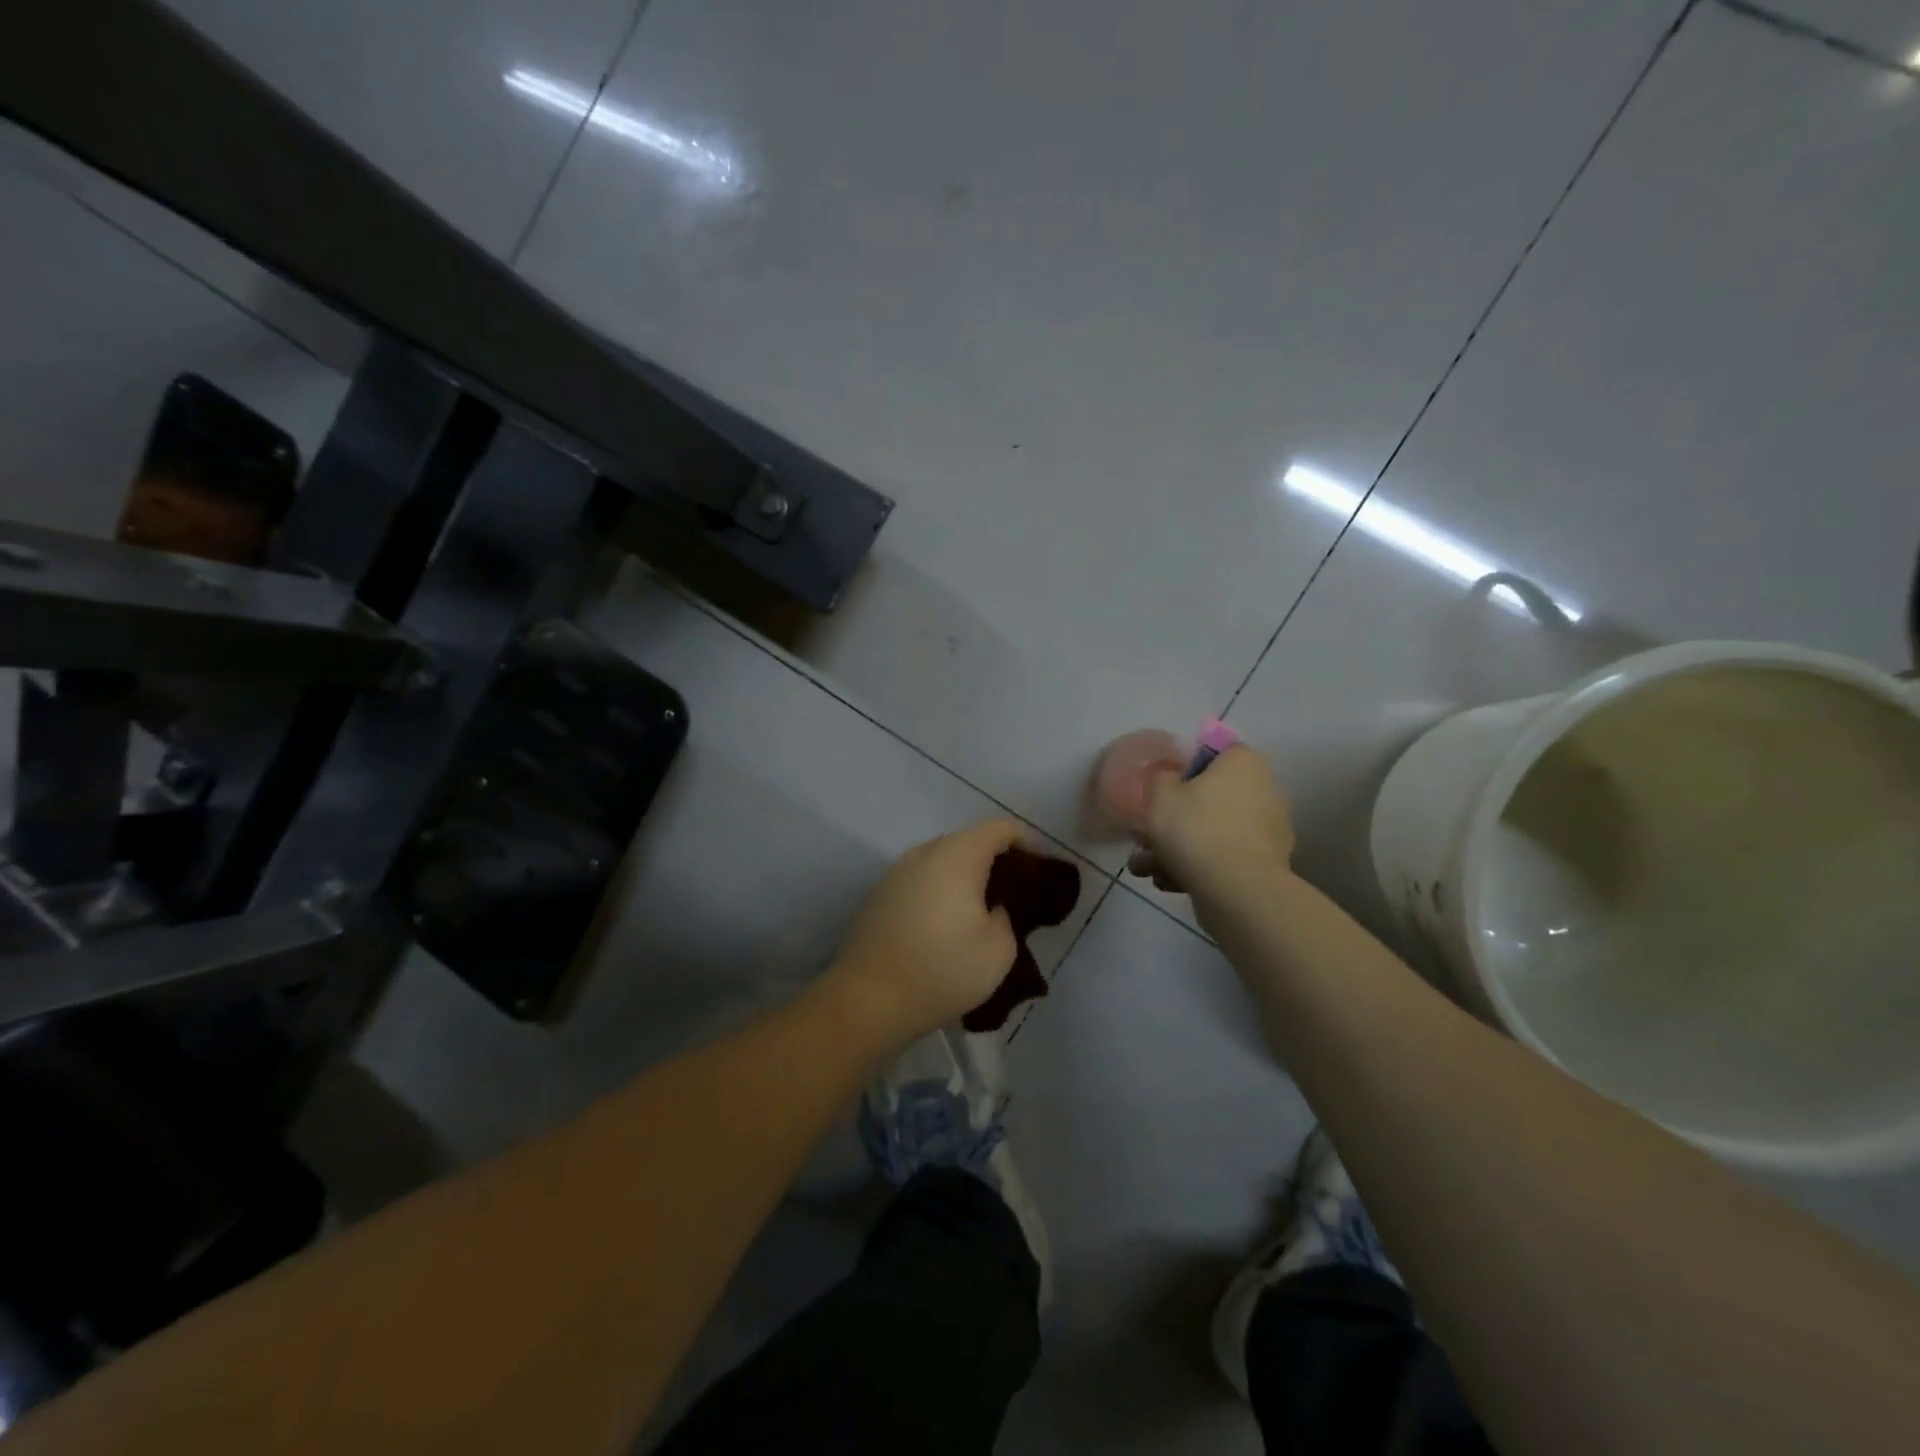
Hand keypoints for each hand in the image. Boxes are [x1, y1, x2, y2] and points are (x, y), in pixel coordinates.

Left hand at [825, 820, 1024, 1046]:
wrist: (868, 998)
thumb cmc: (943, 969)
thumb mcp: (999, 950)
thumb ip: (1006, 917)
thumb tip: (992, 908)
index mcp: (959, 855)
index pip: (999, 829)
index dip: (1023, 843)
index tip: (1036, 870)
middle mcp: (925, 852)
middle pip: (967, 842)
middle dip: (992, 860)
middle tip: (1011, 893)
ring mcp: (897, 871)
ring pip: (940, 862)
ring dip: (962, 877)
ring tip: (977, 911)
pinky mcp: (879, 894)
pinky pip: (919, 881)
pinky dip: (937, 892)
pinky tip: (942, 925)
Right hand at [1125, 746, 1295, 902]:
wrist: (1237, 890)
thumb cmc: (1197, 828)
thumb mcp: (1160, 794)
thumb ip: (1161, 777)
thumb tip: (1169, 777)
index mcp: (1244, 762)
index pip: (1216, 753)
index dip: (1186, 768)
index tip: (1164, 790)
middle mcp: (1265, 790)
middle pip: (1212, 797)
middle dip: (1177, 818)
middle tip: (1146, 836)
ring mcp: (1269, 830)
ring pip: (1214, 831)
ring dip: (1179, 848)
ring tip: (1147, 868)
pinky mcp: (1267, 864)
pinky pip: (1225, 857)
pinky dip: (1199, 867)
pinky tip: (1168, 883)